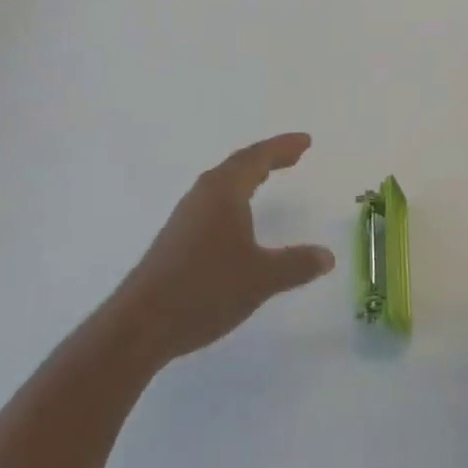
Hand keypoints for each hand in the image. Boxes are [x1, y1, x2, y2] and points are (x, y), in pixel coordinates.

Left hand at [119, 133, 335, 364]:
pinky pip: (212, 201)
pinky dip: (234, 196)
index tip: (306, 142)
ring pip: (222, 183)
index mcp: (224, 191)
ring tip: (267, 177)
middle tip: (294, 155)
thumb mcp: (261, 278)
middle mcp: (203, 194)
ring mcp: (185, 216)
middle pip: (239, 164)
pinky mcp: (175, 238)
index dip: (284, 147)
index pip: (258, 157)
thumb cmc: (205, 289)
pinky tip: (236, 217)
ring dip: (248, 175)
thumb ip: (296, 264)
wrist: (139, 326)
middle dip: (268, 157)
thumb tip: (328, 256)